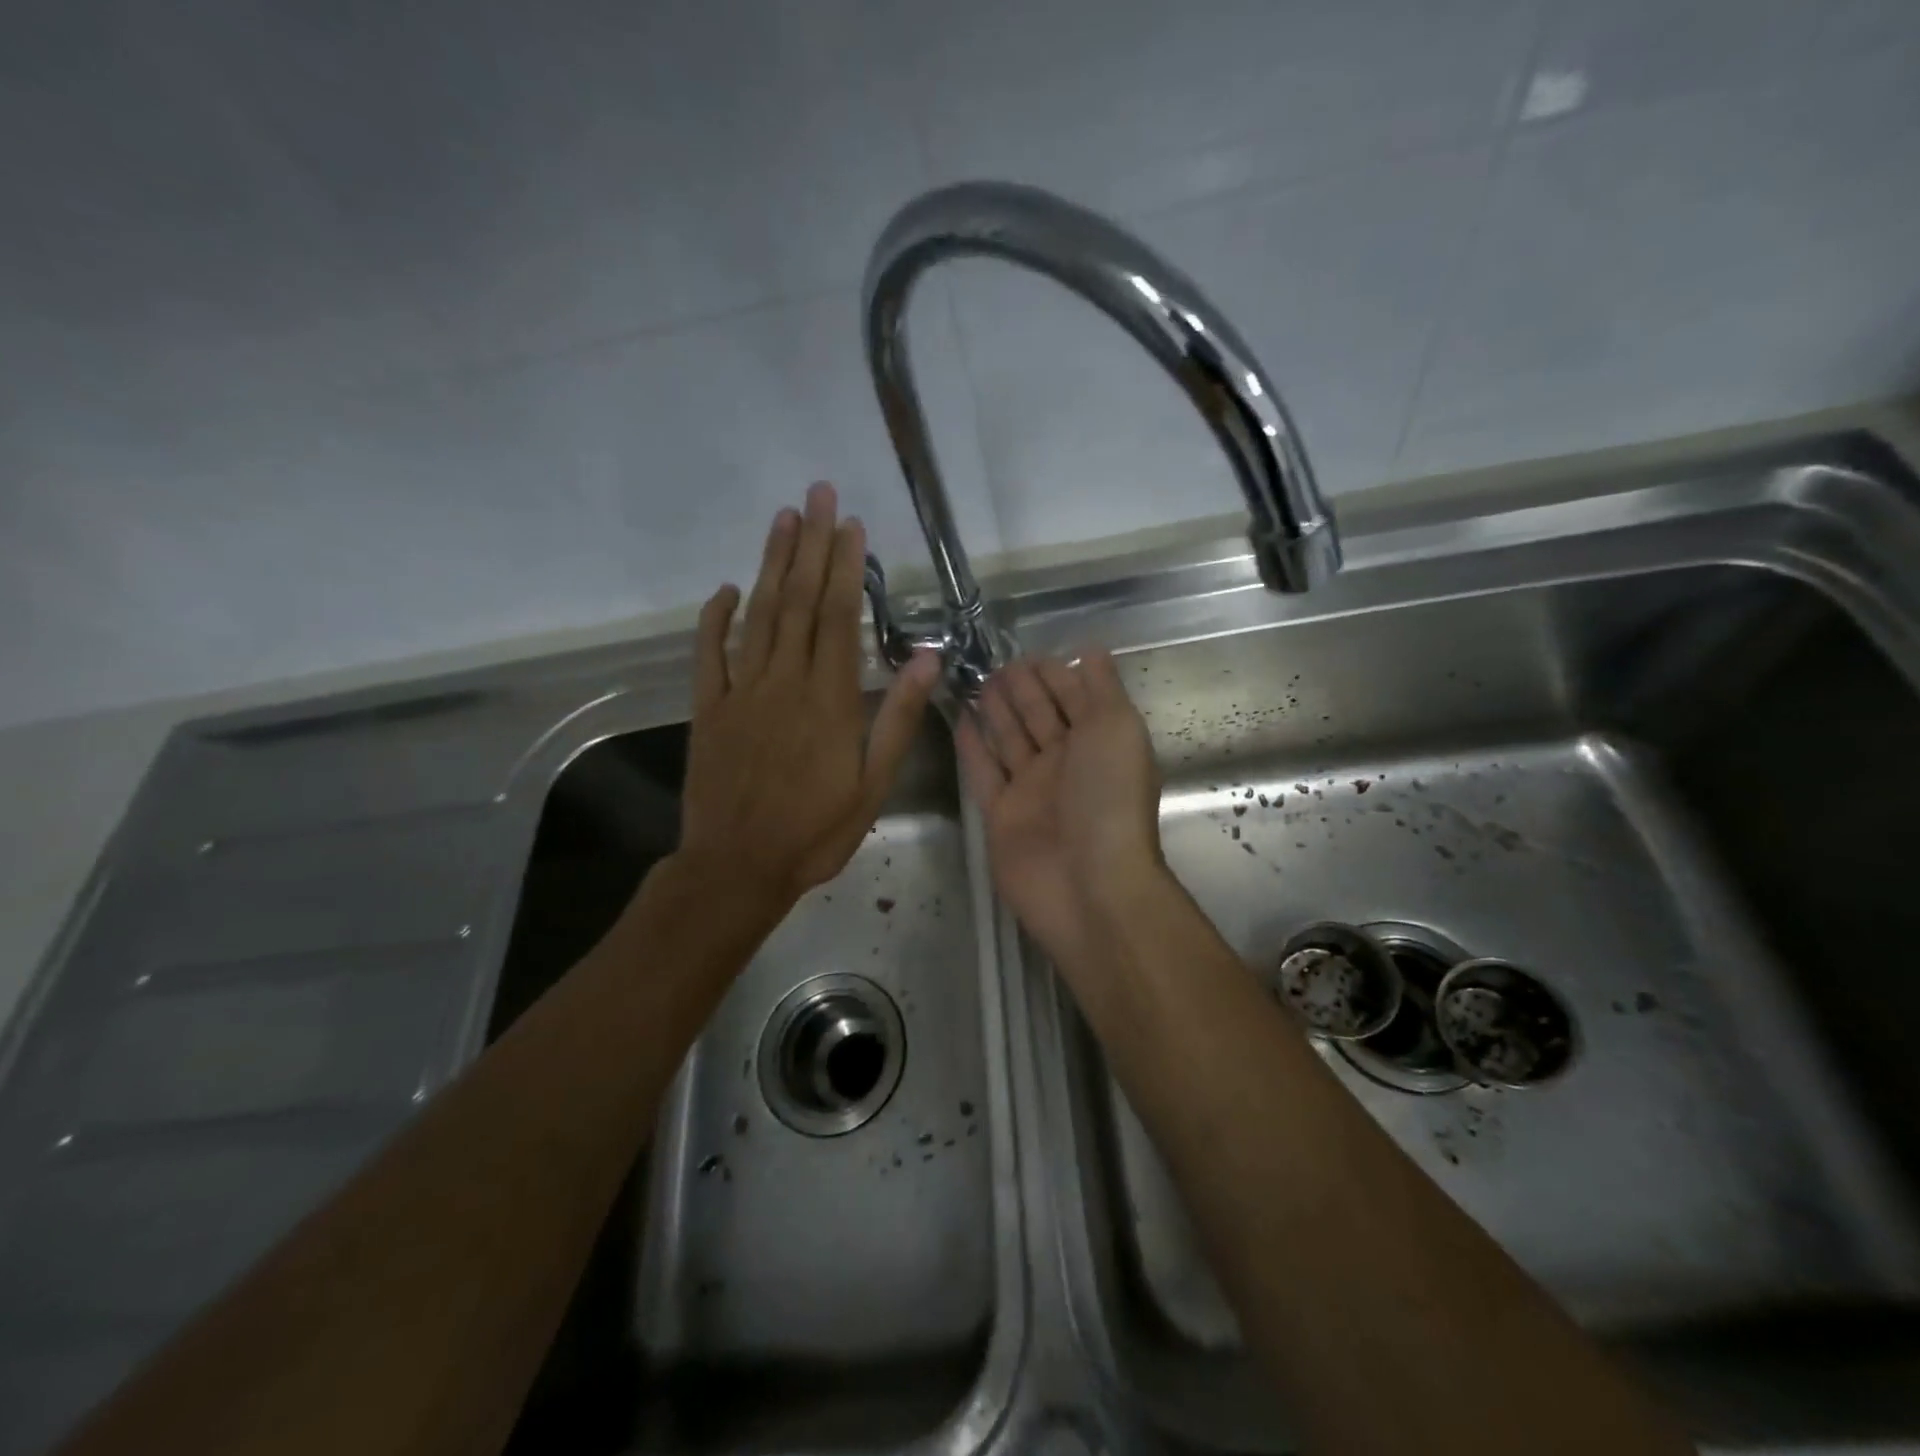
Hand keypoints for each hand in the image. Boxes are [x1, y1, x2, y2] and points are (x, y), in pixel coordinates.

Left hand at [678, 482, 940, 919]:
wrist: (738, 867)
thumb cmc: (815, 831)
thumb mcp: (872, 784)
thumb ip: (897, 718)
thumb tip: (926, 659)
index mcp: (829, 699)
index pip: (839, 617)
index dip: (844, 567)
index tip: (850, 525)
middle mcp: (784, 682)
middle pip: (799, 601)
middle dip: (810, 544)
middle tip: (817, 494)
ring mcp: (740, 691)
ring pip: (758, 615)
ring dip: (771, 564)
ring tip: (783, 519)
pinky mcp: (708, 709)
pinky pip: (709, 654)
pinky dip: (715, 618)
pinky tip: (725, 589)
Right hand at [955, 652, 1164, 962]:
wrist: (1088, 883)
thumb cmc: (1109, 798)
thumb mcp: (1117, 728)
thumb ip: (1102, 688)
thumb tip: (1092, 650)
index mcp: (1099, 741)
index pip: (1074, 696)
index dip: (1053, 673)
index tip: (1026, 652)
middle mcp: (1066, 763)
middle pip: (1039, 715)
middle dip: (1021, 688)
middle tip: (993, 662)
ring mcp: (1031, 790)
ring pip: (1009, 740)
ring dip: (996, 711)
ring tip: (975, 681)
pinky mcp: (1000, 814)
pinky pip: (983, 773)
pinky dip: (972, 747)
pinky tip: (959, 719)